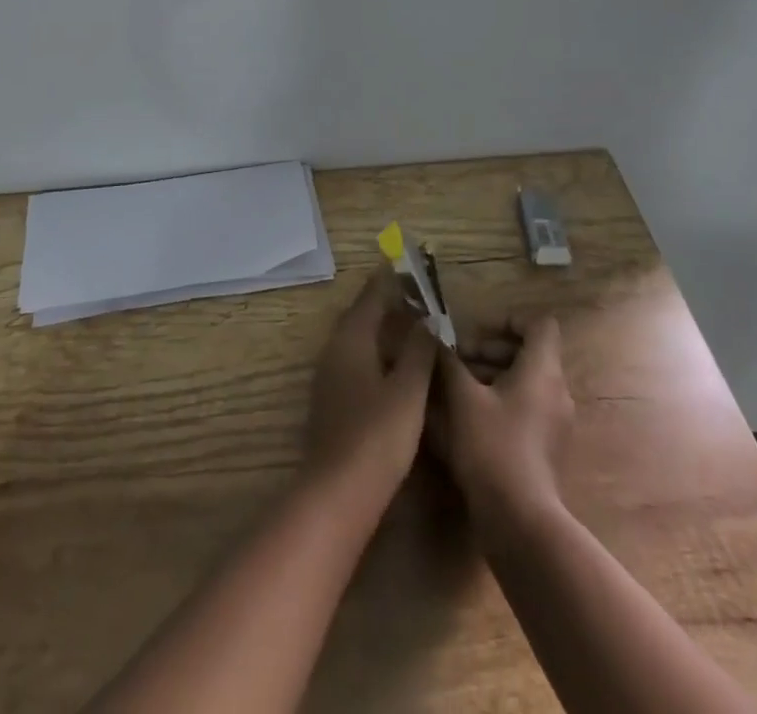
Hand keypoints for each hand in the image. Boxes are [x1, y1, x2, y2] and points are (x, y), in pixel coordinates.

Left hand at [302, 269, 437, 506]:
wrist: (337, 493)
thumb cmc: (377, 436)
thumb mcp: (408, 390)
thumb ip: (418, 350)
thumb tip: (427, 318)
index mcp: (351, 339)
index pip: (371, 296)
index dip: (390, 279)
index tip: (409, 263)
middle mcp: (334, 350)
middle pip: (361, 314)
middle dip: (386, 300)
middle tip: (416, 293)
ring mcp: (329, 376)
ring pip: (357, 338)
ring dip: (380, 326)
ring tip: (410, 323)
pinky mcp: (332, 400)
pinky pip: (355, 359)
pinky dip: (375, 350)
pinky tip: (394, 364)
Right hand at [429, 314, 574, 534]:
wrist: (520, 522)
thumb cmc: (492, 447)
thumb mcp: (462, 397)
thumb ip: (448, 360)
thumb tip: (433, 334)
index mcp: (543, 371)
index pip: (538, 325)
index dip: (507, 321)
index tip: (474, 333)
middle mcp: (557, 391)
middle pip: (528, 352)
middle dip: (489, 350)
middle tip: (455, 361)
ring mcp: (556, 422)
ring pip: (524, 382)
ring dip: (490, 376)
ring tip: (454, 389)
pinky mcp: (548, 447)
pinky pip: (526, 407)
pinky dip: (500, 402)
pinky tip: (467, 418)